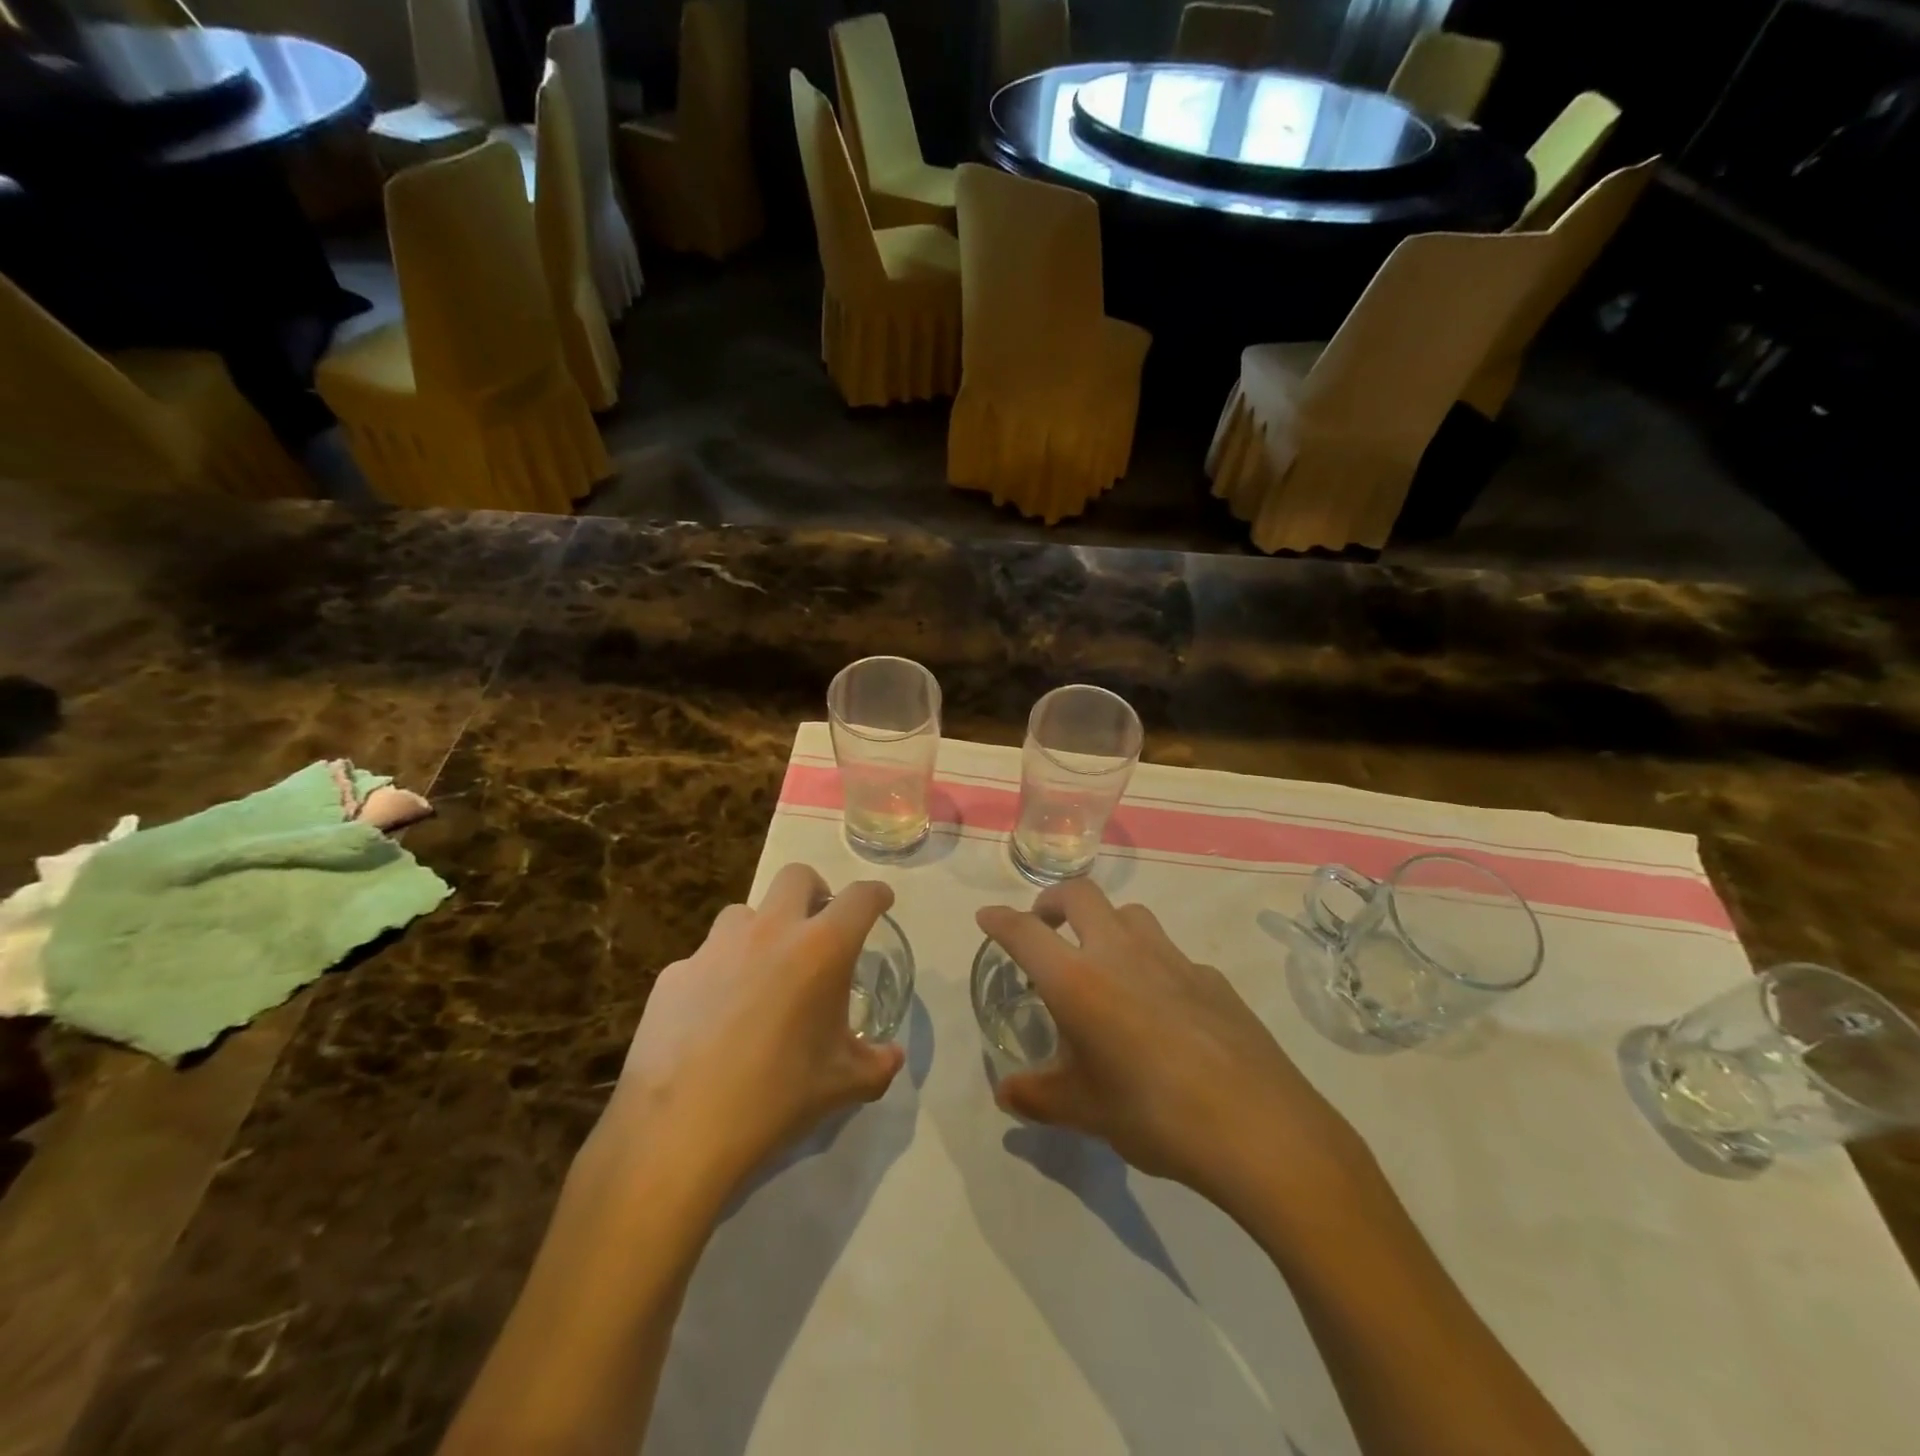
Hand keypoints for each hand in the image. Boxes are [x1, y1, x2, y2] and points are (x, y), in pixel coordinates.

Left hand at [601, 864, 904, 1198]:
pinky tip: (715, 1016)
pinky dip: (719, 973)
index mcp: (820, 949)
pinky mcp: (675, 973)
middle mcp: (770, 932)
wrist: (678, 1132)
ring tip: (762, 972)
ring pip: (745, 912)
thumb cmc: (776, 1099)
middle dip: (816, 891)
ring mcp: (716, 948)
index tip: (880, 902)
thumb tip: (892, 1056)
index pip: (860, 898)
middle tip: (818, 927)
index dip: (876, 895)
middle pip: (797, 876)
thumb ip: (877, 1064)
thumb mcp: (842, 1085)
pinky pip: (705, 958)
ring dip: (762, 930)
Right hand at [977, 879, 1367, 1216]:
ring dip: (1105, 922)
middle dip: (1053, 900)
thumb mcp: (1083, 1112)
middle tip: (1045, 926)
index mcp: (1079, 980)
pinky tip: (1159, 1005)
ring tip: (1101, 960)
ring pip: (1129, 914)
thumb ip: (1036, 1097)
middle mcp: (1121, 953)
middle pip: (1080, 895)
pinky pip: (1169, 952)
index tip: (986, 917)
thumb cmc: (1154, 1115)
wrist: (1259, 1128)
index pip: (1025, 933)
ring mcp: (1172, 958)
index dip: (1000, 921)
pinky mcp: (1211, 977)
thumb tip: (1006, 1096)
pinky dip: (1150, 961)